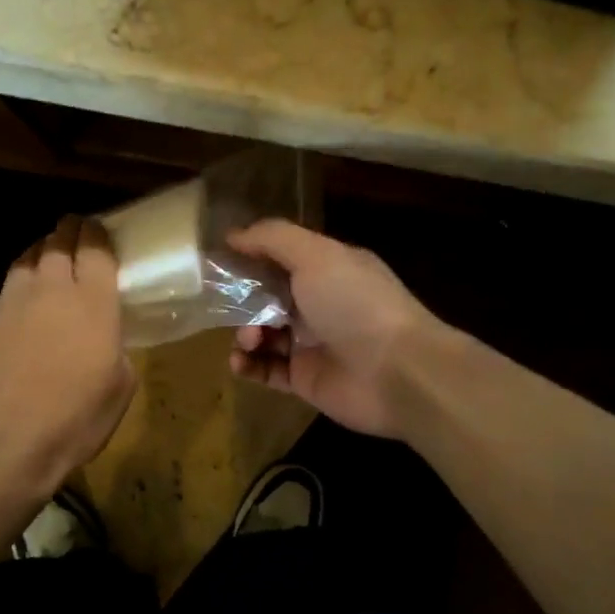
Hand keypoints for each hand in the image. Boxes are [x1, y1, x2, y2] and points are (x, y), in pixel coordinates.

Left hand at [0, 216, 136, 497]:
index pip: (95, 249)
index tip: (97, 228)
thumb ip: (116, 349)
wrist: (1, 443)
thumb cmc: (73, 420)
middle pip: (57, 244)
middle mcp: (50, 291)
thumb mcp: (119, 388)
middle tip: (71, 230)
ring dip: (38, 254)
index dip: (97, 234)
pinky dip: (15, 293)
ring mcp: (10, 304)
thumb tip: (105, 340)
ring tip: (43, 257)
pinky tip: (17, 309)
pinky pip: (3, 295)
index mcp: (93, 304)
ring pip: (24, 261)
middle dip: (67, 232)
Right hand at [227, 220, 441, 438]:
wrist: (396, 371)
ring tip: (249, 339)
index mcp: (327, 269)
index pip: (281, 257)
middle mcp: (320, 304)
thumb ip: (273, 239)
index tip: (217, 259)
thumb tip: (233, 234)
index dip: (250, 257)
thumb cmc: (355, 303)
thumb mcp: (316, 255)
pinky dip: (248, 365)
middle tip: (226, 306)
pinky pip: (267, 370)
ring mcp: (312, 343)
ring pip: (264, 334)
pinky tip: (239, 362)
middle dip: (242, 300)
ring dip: (245, 333)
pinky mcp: (305, 379)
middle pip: (268, 297)